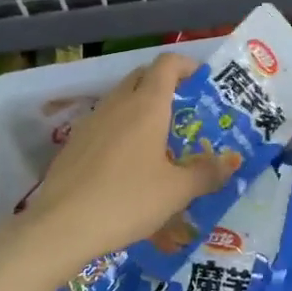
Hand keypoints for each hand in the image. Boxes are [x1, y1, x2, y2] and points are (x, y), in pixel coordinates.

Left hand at [8, 53, 233, 275]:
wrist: (62, 226)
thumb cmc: (128, 200)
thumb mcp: (176, 191)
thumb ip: (206, 174)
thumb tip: (230, 163)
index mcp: (147, 105)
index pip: (167, 64)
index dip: (186, 65)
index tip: (202, 81)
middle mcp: (118, 103)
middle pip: (143, 76)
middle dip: (165, 84)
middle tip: (184, 111)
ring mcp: (92, 121)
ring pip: (121, 99)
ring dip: (141, 106)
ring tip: (159, 139)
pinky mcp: (74, 142)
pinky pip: (104, 122)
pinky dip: (121, 128)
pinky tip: (127, 162)